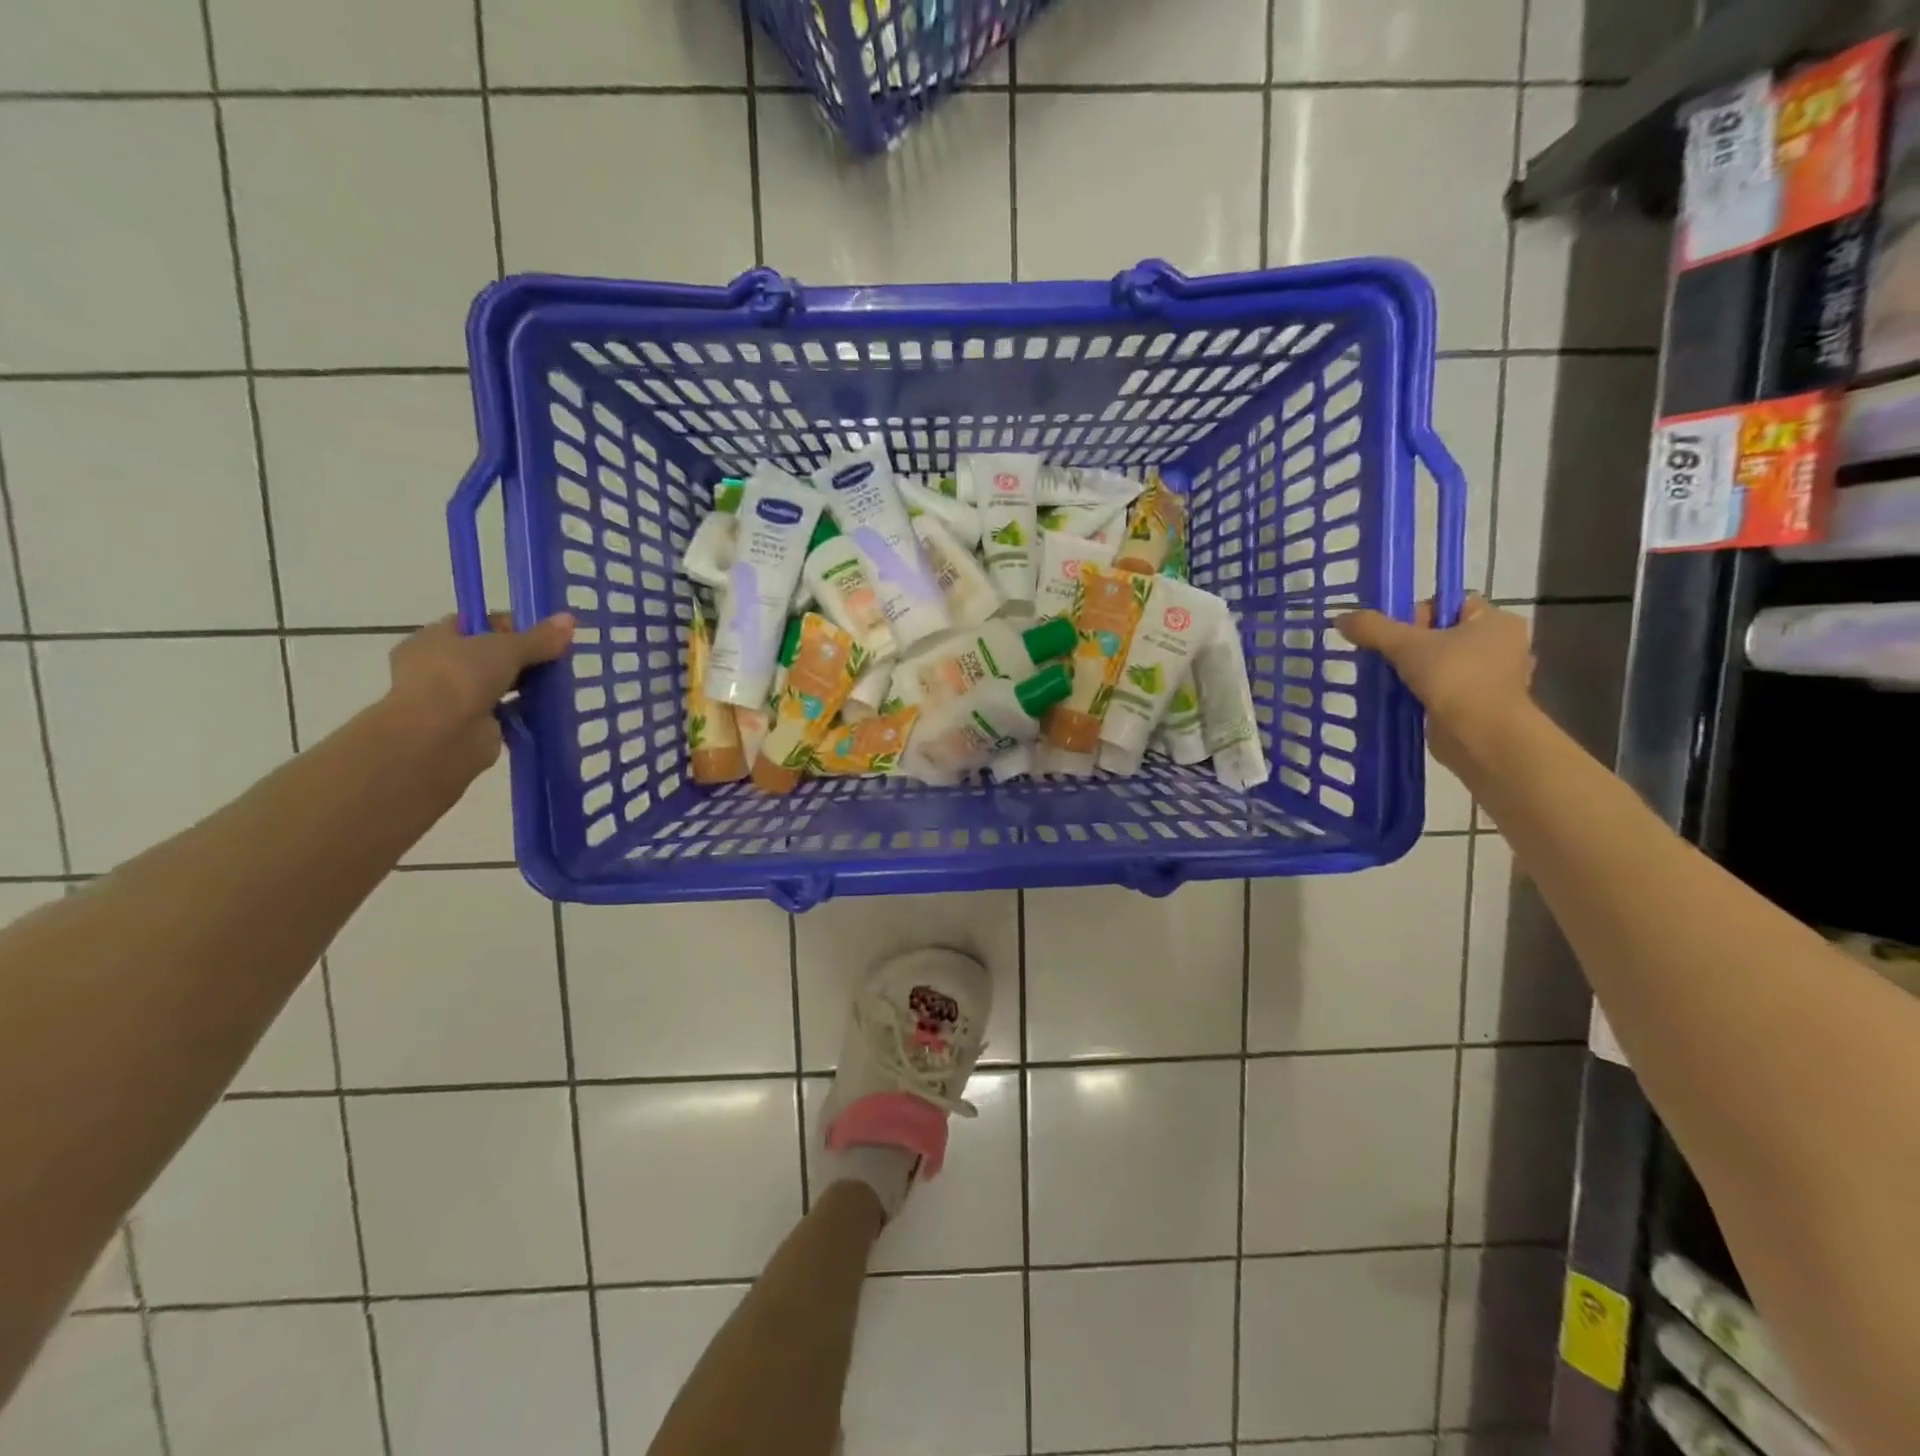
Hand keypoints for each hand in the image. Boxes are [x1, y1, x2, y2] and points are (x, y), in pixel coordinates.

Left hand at [384, 613, 574, 779]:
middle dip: (524, 657)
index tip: (544, 633)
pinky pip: (507, 713)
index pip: (477, 624)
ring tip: (562, 683)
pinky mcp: (473, 727)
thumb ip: (539, 638)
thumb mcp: (506, 648)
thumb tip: (570, 619)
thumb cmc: (460, 677)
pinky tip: (553, 708)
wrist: (439, 737)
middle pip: (491, 656)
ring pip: (500, 685)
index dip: (511, 625)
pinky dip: (527, 711)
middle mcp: (440, 667)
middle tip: (558, 658)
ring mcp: (455, 699)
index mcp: (434, 639)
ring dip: (527, 686)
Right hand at [1335, 595, 1534, 771]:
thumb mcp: (1405, 645)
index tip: (1397, 633)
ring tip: (1391, 679)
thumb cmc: (1454, 678)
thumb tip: (1340, 618)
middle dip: (1412, 645)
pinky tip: (1403, 699)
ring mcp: (1494, 678)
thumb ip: (1372, 628)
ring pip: (1442, 663)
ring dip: (1415, 671)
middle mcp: (1501, 645)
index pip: (1451, 603)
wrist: (1480, 735)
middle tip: (1390, 657)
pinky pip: (1444, 689)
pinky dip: (1423, 693)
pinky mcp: (1480, 705)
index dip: (1419, 612)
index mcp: (1495, 621)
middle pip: (1443, 634)